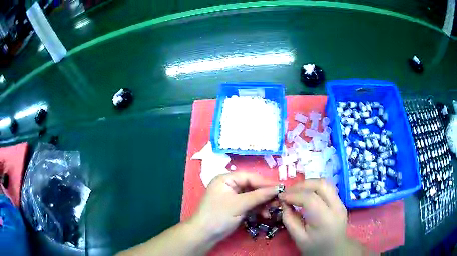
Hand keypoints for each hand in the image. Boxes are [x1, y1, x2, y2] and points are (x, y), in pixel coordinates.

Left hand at [190, 172, 280, 243]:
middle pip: (252, 186)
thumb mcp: (239, 205)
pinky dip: (258, 208)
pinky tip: (265, 214)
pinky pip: (250, 204)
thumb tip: (277, 188)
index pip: (249, 177)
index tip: (280, 188)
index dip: (265, 182)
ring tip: (274, 208)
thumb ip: (258, 196)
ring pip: (253, 196)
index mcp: (227, 179)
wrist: (205, 234)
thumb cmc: (219, 216)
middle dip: (265, 194)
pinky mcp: (236, 207)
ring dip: (263, 202)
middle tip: (279, 199)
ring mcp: (233, 197)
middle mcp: (230, 185)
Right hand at [279, 179, 360, 255]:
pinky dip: (314, 187)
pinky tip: (306, 194)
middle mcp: (336, 206)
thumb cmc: (315, 247)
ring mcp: (340, 202)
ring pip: (325, 183)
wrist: (335, 250)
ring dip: (308, 183)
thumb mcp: (298, 238)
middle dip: (301, 185)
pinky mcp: (340, 201)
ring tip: (296, 191)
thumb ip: (289, 220)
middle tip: (288, 192)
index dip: (293, 195)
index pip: (309, 198)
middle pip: (320, 185)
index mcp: (325, 219)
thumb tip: (284, 203)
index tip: (280, 196)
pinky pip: (327, 188)